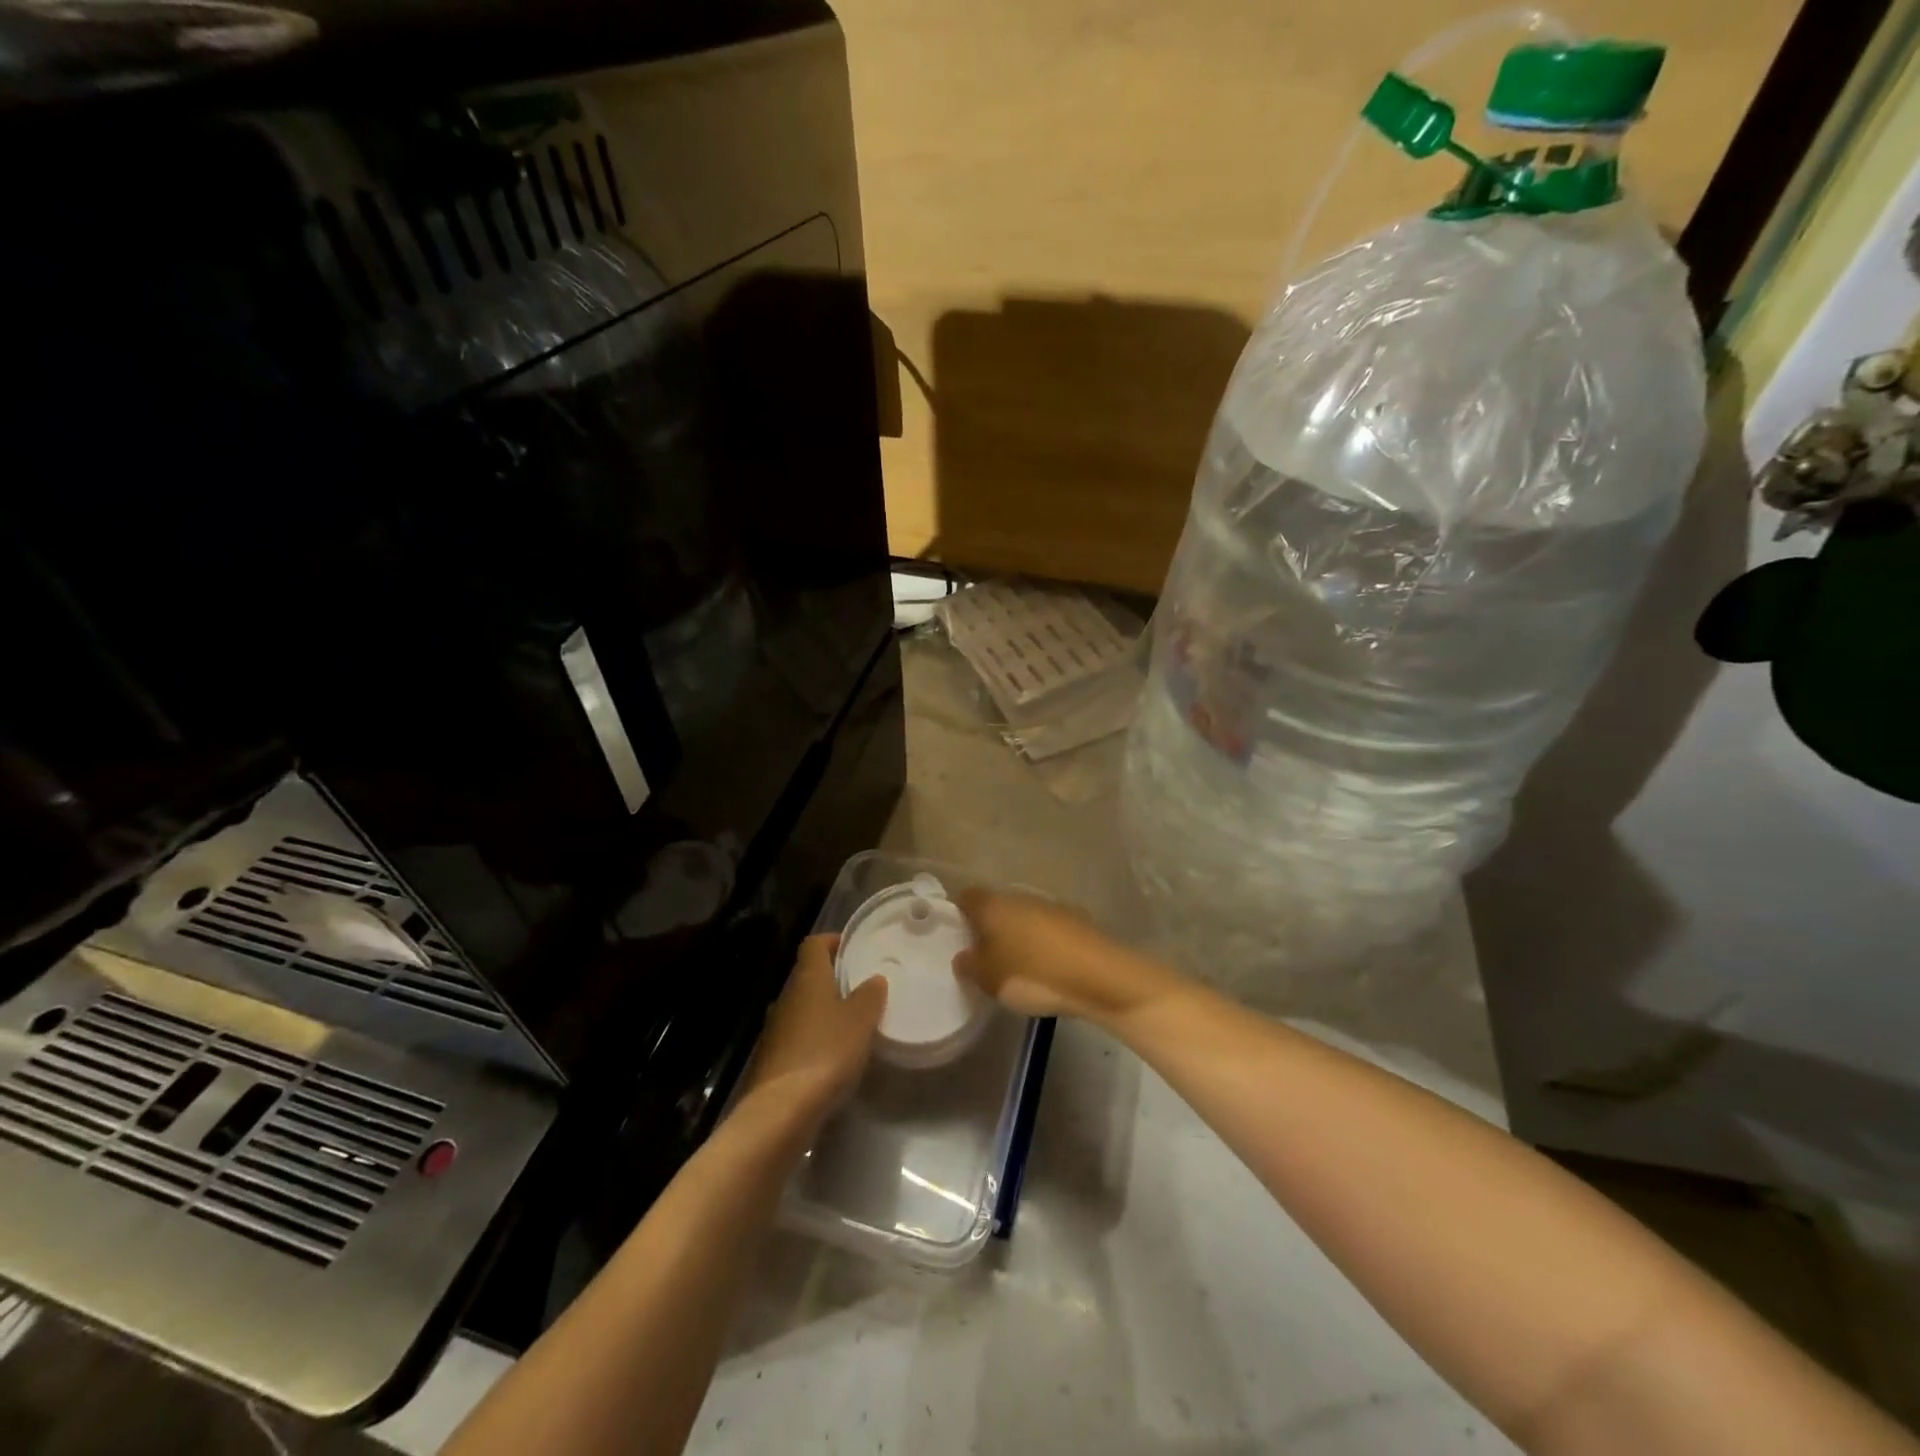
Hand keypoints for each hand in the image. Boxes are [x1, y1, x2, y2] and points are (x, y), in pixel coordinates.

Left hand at [742, 935, 886, 1117]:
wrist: (781, 1110)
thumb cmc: (826, 1052)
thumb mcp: (861, 1020)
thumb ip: (870, 995)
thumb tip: (874, 979)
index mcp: (807, 978)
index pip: (813, 944)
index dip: (832, 941)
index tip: (852, 948)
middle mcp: (786, 997)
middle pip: (808, 976)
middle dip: (832, 979)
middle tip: (861, 988)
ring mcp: (774, 1029)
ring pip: (802, 1008)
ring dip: (823, 1011)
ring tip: (852, 1024)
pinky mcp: (771, 1060)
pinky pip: (797, 1037)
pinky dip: (814, 1038)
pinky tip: (833, 1057)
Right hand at [952, 890, 1177, 1023]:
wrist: (1099, 976)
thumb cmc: (1034, 975)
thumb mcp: (990, 980)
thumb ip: (970, 966)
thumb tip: (962, 956)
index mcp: (994, 905)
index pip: (966, 897)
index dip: (957, 912)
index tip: (955, 934)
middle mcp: (1020, 896)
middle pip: (996, 905)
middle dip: (989, 925)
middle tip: (983, 954)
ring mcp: (1051, 905)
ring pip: (1023, 915)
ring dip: (1017, 933)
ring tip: (1015, 963)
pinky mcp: (1076, 920)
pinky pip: (1047, 927)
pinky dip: (1042, 941)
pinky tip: (1045, 965)